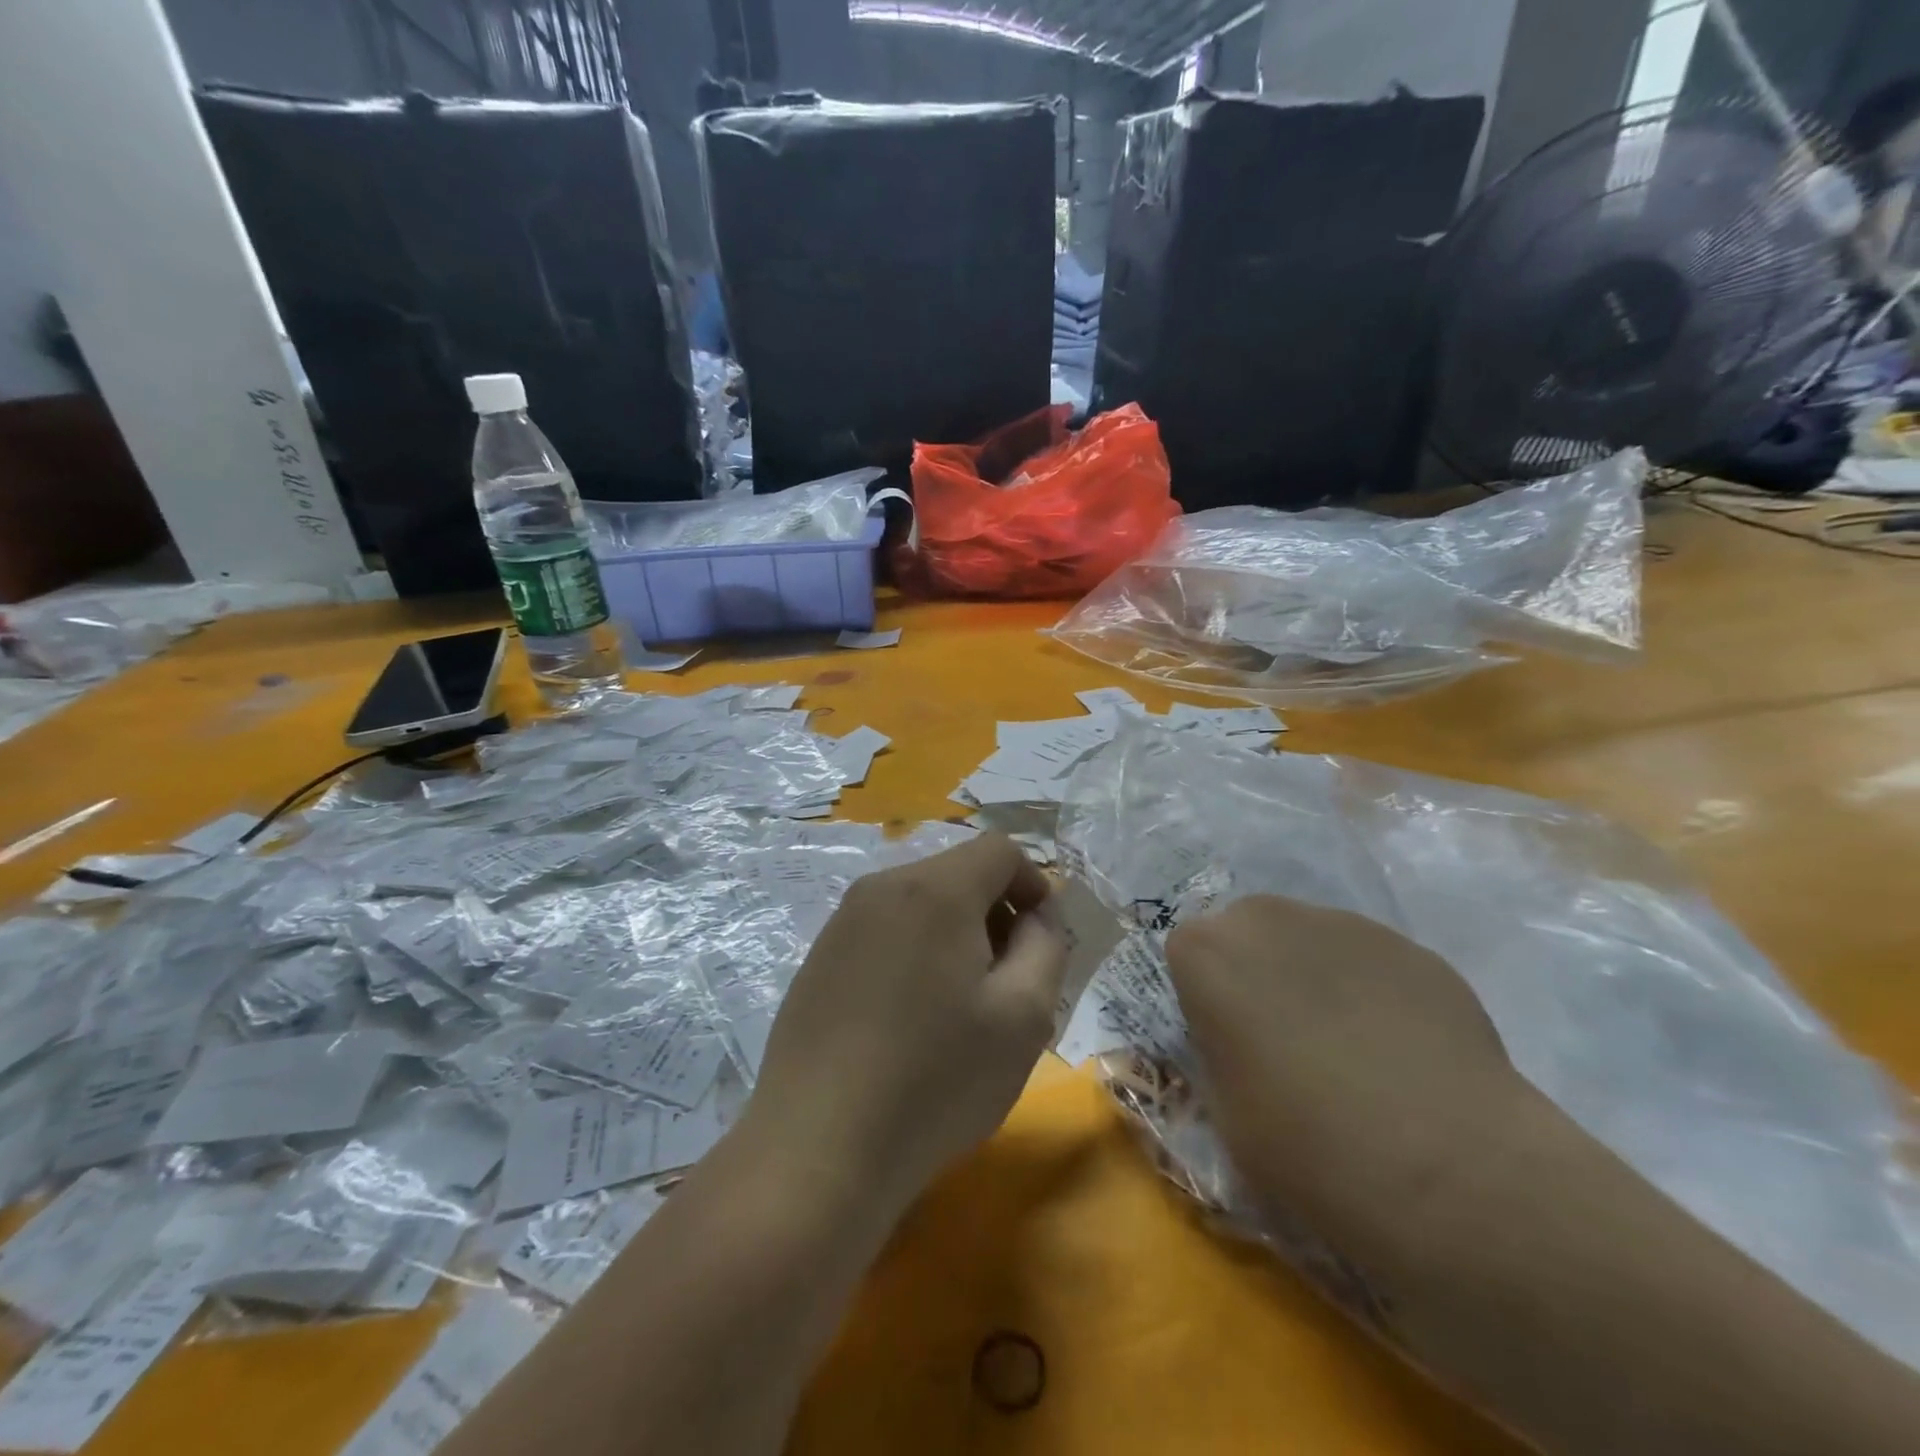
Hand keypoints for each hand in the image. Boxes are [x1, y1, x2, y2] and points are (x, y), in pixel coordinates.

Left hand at [745, 834, 1067, 1215]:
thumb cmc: (936, 1080)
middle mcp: (883, 887)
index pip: (1000, 850)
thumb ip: (1046, 946)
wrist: (818, 1148)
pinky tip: (909, 1021)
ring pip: (920, 902)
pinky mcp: (819, 957)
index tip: (1041, 941)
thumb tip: (1036, 916)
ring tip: (959, 1007)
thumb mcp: (1023, 1016)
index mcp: (935, 889)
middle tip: (1007, 981)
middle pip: (959, 873)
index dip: (1034, 885)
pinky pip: (884, 931)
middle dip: (995, 913)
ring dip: (955, 935)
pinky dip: (914, 953)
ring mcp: (842, 921)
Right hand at [1166, 895, 1523, 1230]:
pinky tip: (1403, 1052)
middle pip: (1248, 932)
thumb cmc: (1306, 1145)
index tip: (1228, 1039)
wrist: (1447, 1170)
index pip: (1188, 953)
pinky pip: (1370, 961)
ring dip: (1314, 976)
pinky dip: (1373, 992)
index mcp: (1207, 951)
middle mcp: (1266, 917)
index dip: (1207, 997)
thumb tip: (1240, 1040)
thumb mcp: (1224, 1109)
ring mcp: (1344, 924)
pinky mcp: (1410, 946)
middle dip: (1257, 972)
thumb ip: (1219, 1050)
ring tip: (1352, 1047)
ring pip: (1310, 941)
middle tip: (1285, 1037)